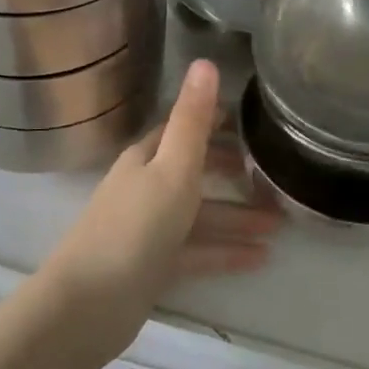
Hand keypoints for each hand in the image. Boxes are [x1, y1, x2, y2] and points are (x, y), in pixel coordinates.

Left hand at [45, 61, 278, 327]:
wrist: (87, 307)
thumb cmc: (135, 228)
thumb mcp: (172, 168)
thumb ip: (192, 120)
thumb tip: (205, 62)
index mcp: (147, 158)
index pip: (183, 127)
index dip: (215, 120)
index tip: (253, 119)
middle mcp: (146, 186)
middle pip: (195, 170)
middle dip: (233, 172)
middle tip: (274, 174)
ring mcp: (148, 228)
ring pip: (201, 214)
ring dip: (238, 216)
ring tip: (281, 223)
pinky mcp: (153, 266)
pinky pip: (197, 251)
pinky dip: (225, 251)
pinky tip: (260, 259)